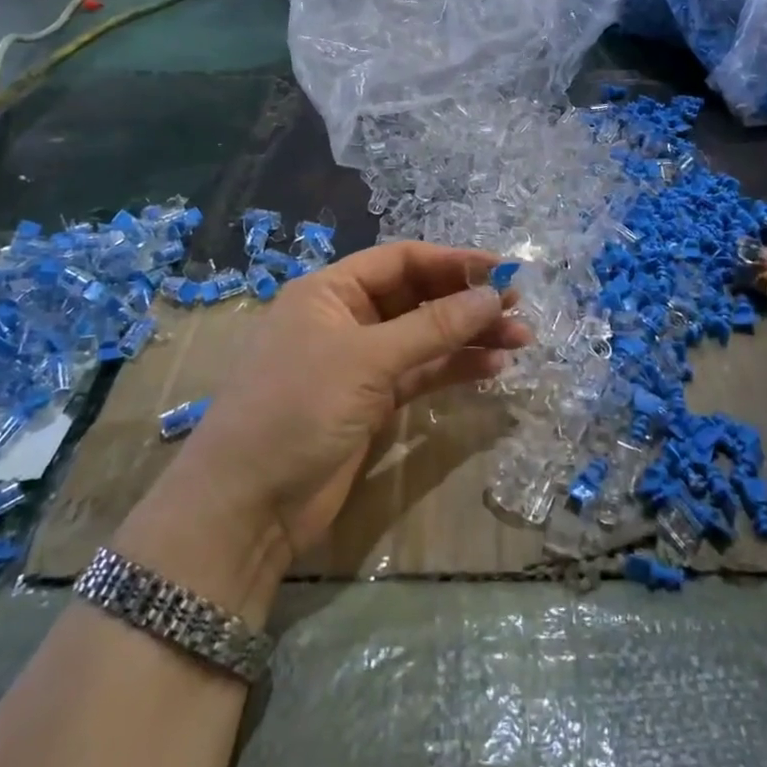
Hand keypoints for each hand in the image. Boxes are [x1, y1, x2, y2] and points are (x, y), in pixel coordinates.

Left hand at [165, 243, 532, 560]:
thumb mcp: (367, 360)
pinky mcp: (370, 402)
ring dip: (469, 336)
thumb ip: (433, 327)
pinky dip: (454, 368)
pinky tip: (492, 368)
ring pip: (425, 337)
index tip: (503, 271)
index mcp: (331, 291)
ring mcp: (359, 362)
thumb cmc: (298, 408)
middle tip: (519, 309)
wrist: (246, 506)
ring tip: (520, 341)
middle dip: (467, 301)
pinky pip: (421, 373)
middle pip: (417, 297)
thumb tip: (493, 295)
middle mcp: (345, 318)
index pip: (401, 260)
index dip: (454, 262)